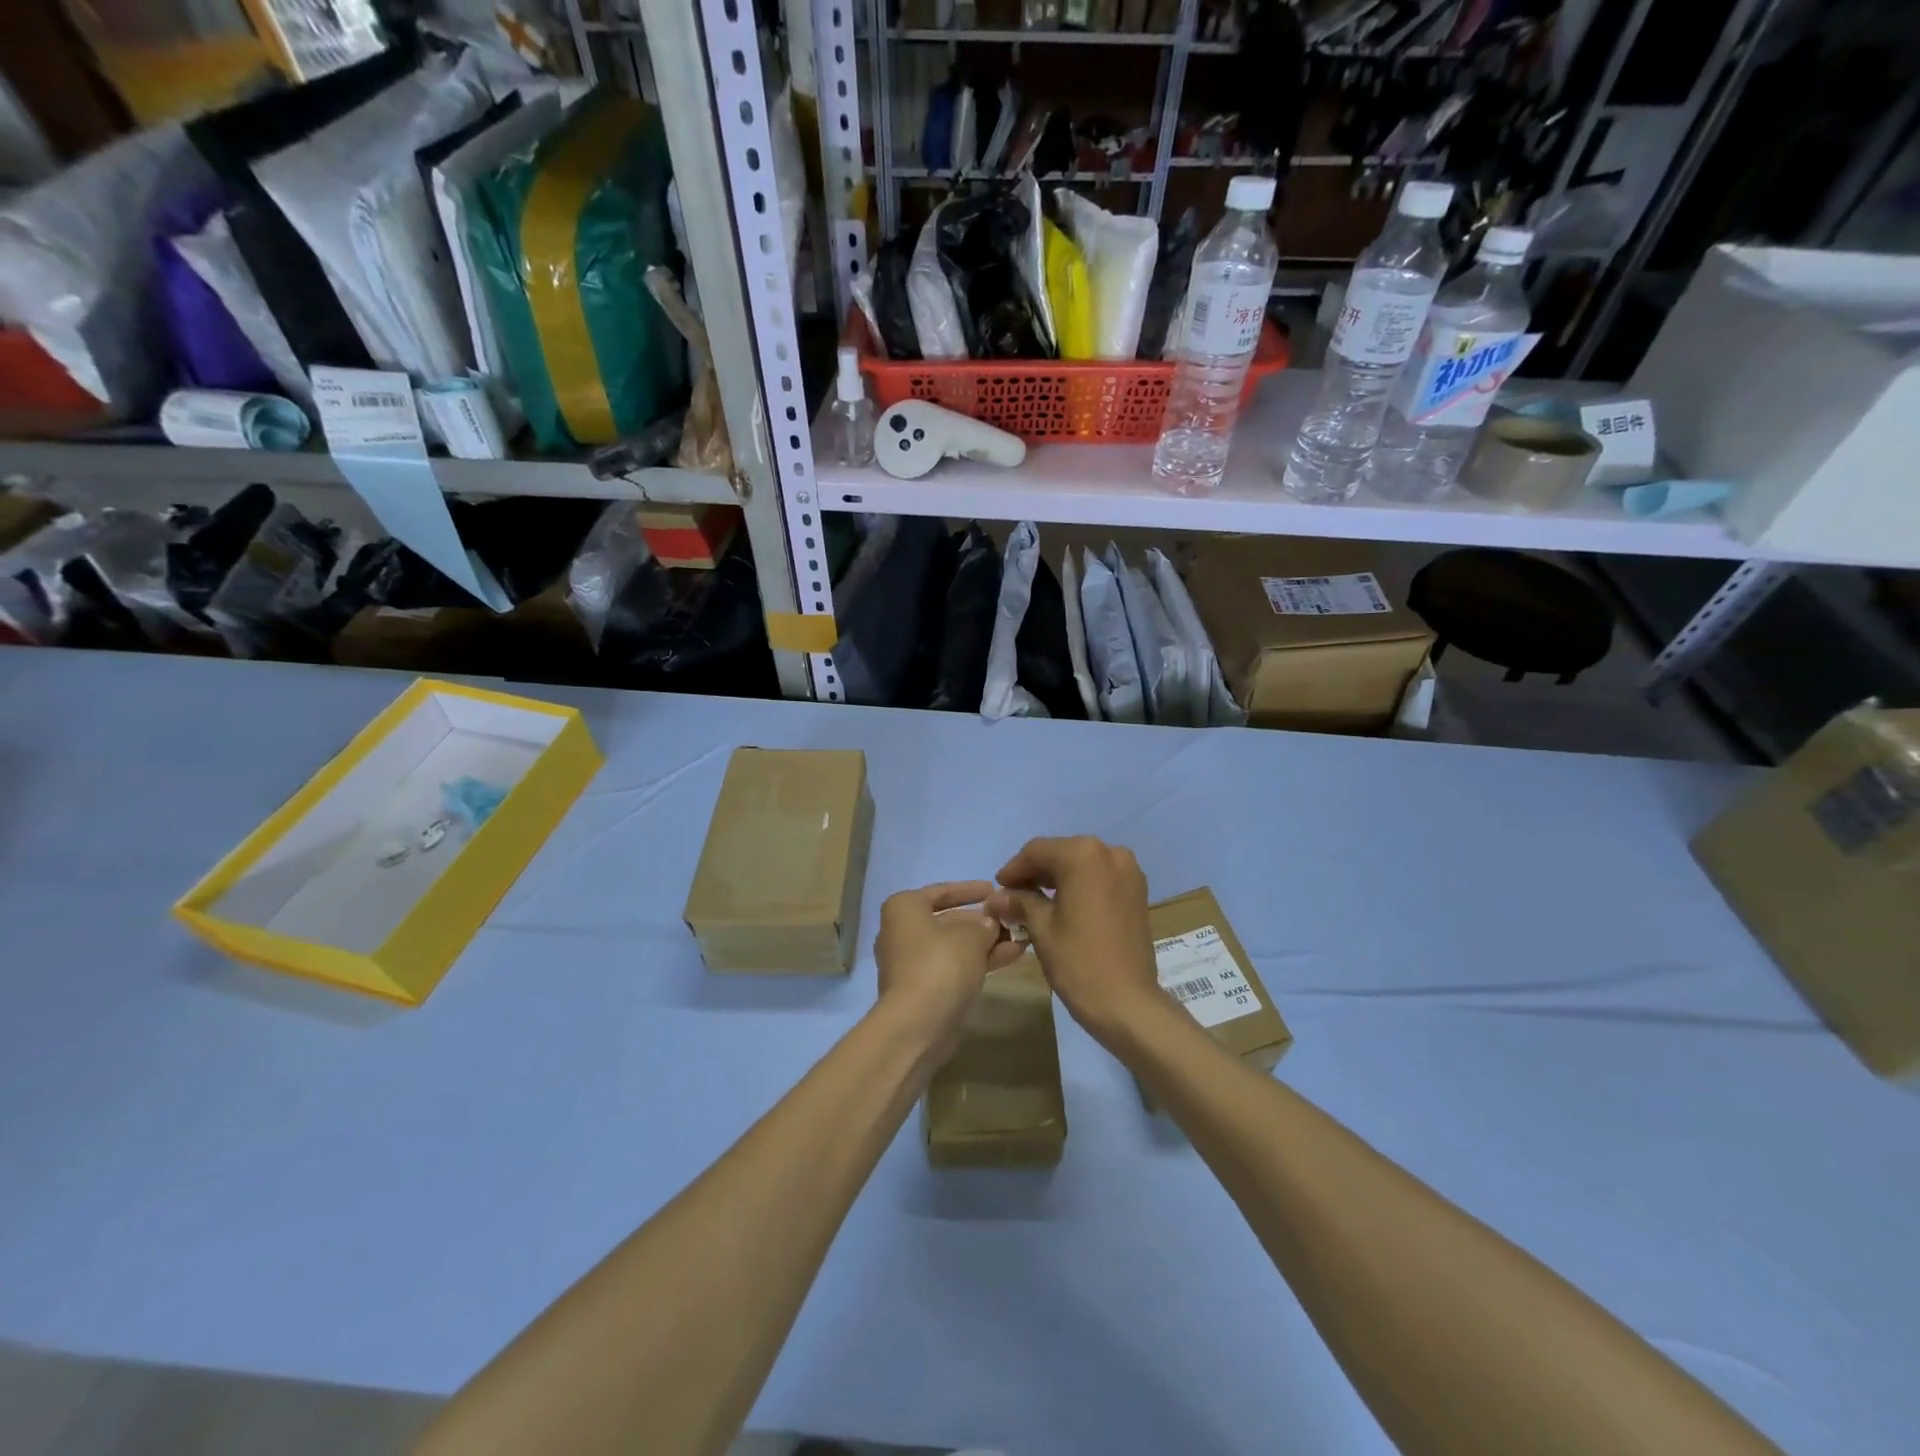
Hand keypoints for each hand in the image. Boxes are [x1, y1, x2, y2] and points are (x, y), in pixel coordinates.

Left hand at [874, 881, 1026, 1059]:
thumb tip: (989, 923)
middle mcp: (902, 932)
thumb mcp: (971, 935)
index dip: (971, 890)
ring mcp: (910, 963)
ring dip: (986, 943)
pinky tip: (1010, 957)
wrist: (917, 1024)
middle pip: (948, 920)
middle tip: (1012, 918)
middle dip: (982, 921)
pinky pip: (953, 967)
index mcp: (904, 909)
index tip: (995, 890)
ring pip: (954, 946)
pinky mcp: (922, 989)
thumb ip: (985, 924)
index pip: (942, 891)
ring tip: (1021, 938)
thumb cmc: (940, 964)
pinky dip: (978, 961)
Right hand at [986, 836, 1167, 1046]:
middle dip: (1035, 872)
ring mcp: (1129, 871)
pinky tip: (1063, 905)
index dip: (1014, 868)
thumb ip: (1019, 902)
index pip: (1037, 851)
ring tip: (1034, 902)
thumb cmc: (1078, 961)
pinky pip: (1100, 878)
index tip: (998, 888)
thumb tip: (996, 897)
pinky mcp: (1137, 891)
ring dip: (1057, 879)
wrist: (1127, 1002)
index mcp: (1083, 855)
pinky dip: (1079, 886)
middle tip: (1012, 895)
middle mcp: (1110, 852)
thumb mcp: (1041, 927)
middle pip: (1061, 853)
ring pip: (1082, 865)